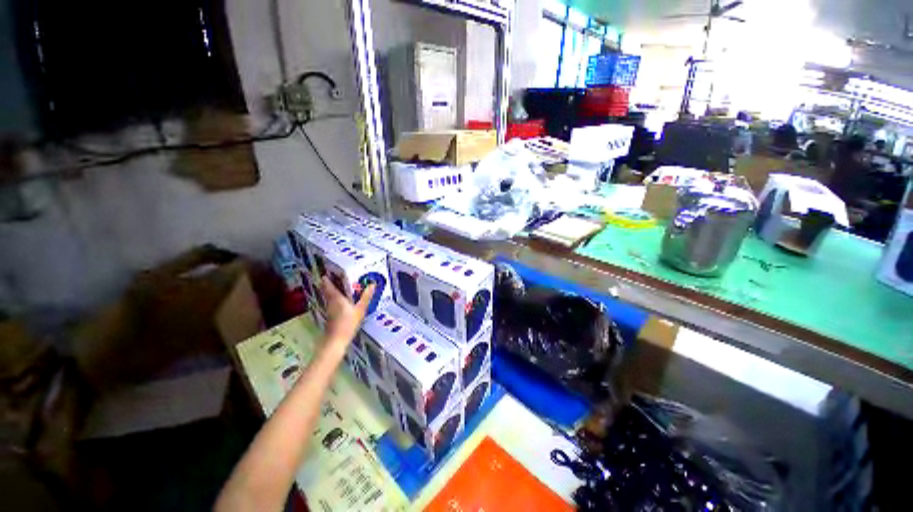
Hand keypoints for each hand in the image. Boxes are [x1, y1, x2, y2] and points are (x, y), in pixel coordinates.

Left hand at [320, 276, 374, 349]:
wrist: (336, 340)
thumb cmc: (348, 323)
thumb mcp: (360, 309)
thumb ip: (366, 296)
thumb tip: (372, 284)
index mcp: (336, 298)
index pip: (328, 285)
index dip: (327, 279)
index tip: (328, 273)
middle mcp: (330, 302)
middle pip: (326, 291)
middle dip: (329, 284)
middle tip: (334, 277)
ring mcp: (329, 310)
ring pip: (328, 297)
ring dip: (331, 291)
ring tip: (339, 287)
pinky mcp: (330, 316)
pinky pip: (331, 303)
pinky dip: (334, 299)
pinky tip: (340, 301)